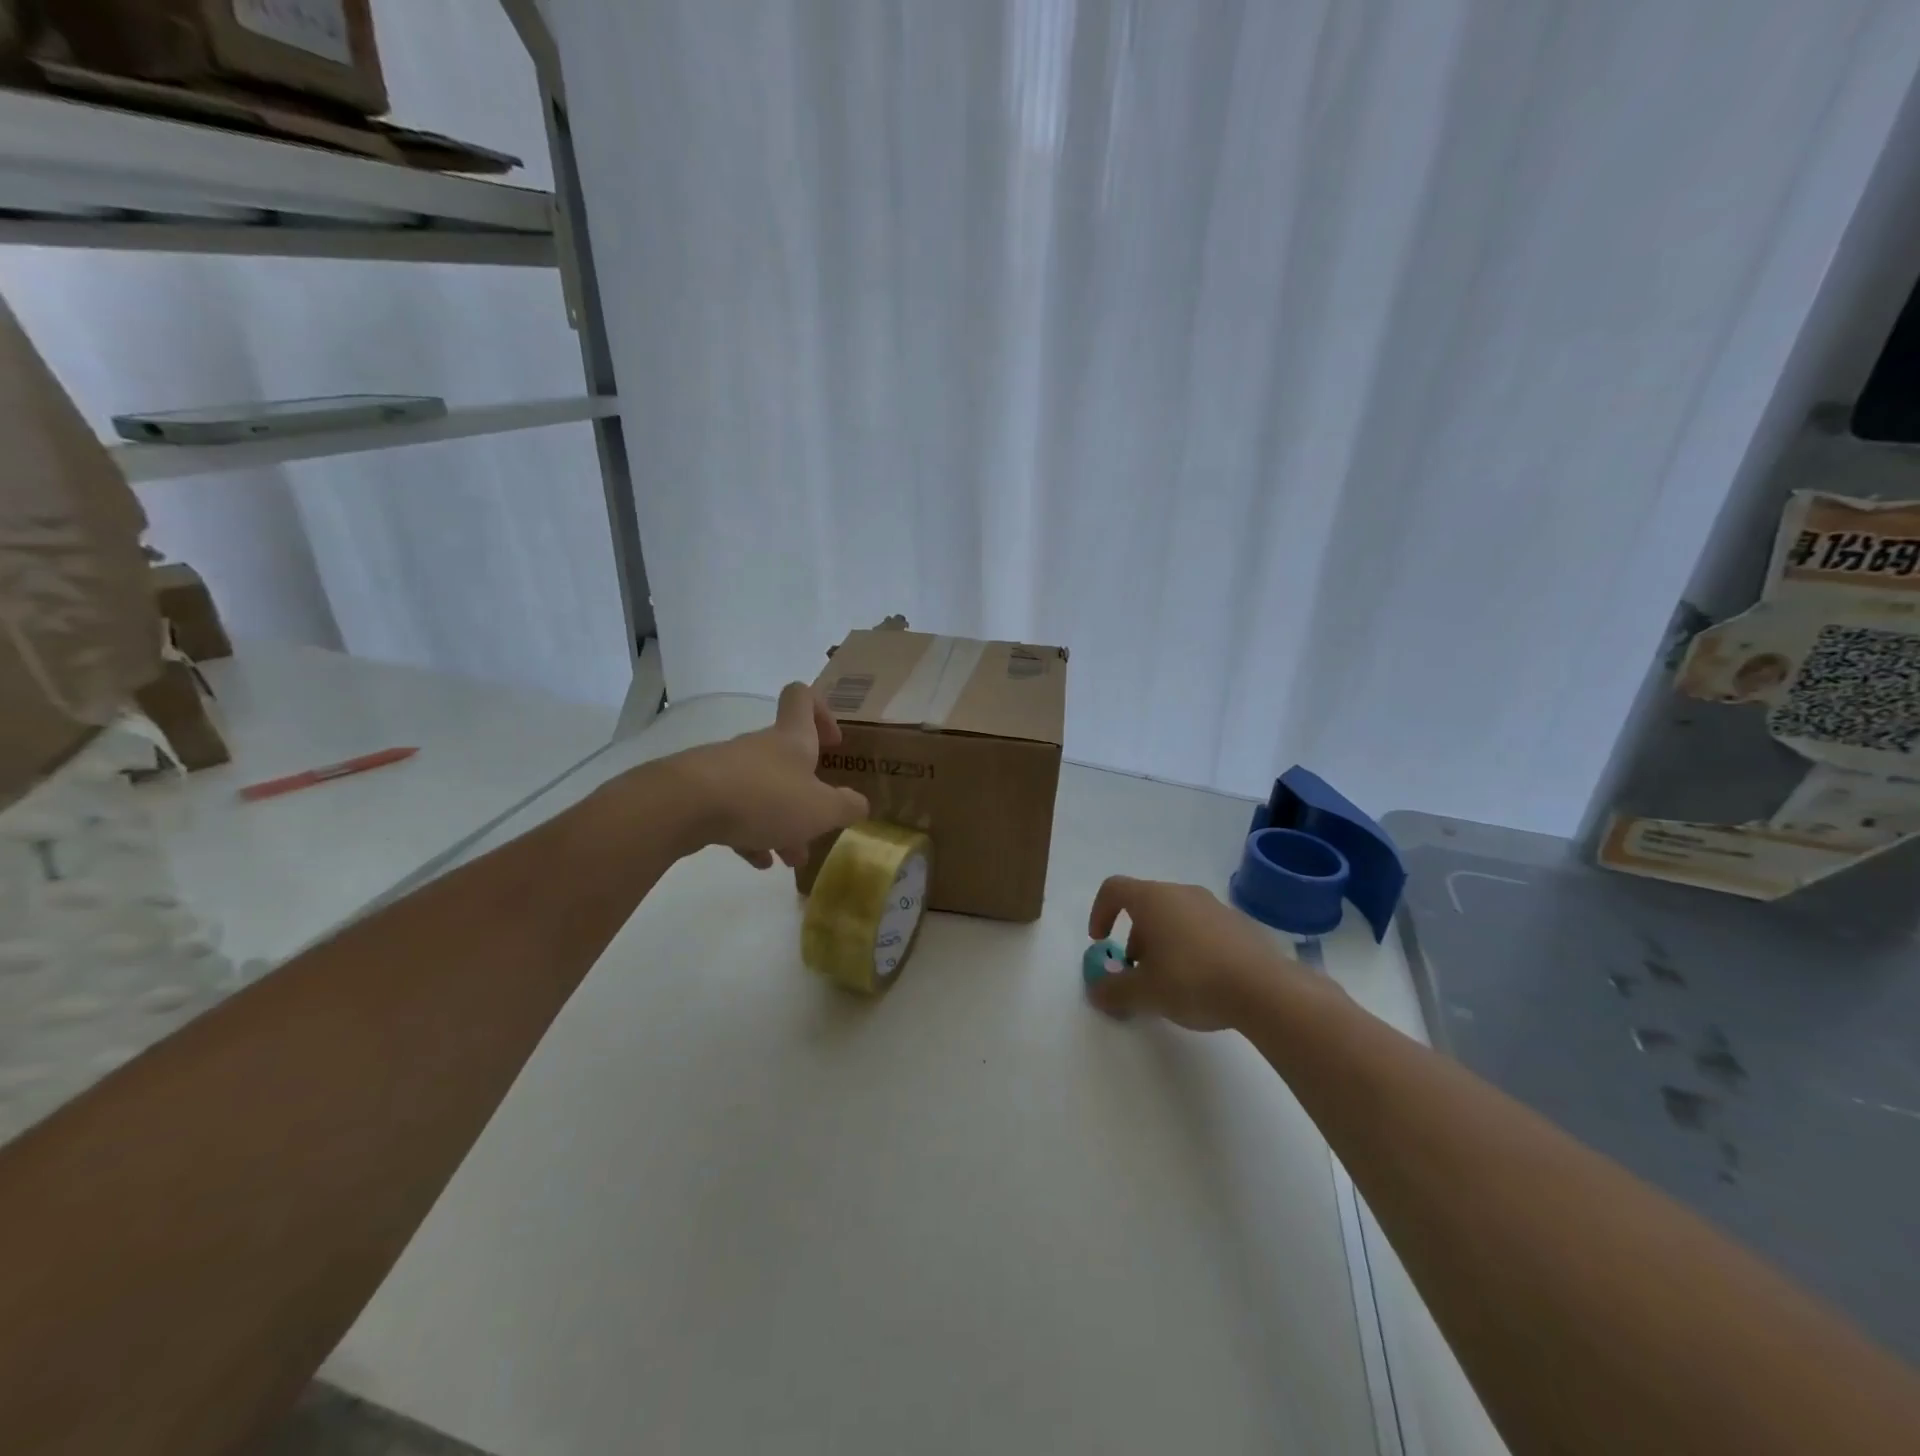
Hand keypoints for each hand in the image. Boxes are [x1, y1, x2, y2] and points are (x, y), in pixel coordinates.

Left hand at [667, 683, 869, 866]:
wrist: (683, 806)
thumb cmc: (764, 798)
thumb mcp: (821, 809)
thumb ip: (846, 807)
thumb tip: (860, 804)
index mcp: (791, 740)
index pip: (802, 698)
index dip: (821, 711)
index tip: (833, 742)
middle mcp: (760, 747)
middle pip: (788, 759)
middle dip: (807, 794)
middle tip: (818, 825)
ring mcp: (728, 769)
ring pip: (763, 791)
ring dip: (781, 822)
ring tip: (790, 858)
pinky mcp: (702, 793)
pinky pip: (735, 810)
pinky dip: (750, 833)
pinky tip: (757, 861)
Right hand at [1086, 876, 1303, 1030]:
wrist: (1265, 989)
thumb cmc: (1192, 980)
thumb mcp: (1144, 993)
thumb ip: (1114, 991)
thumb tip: (1096, 991)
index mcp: (1153, 899)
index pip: (1114, 888)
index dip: (1100, 912)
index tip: (1100, 942)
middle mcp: (1182, 893)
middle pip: (1146, 904)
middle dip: (1134, 936)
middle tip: (1136, 971)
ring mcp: (1214, 906)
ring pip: (1175, 916)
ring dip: (1162, 942)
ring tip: (1169, 981)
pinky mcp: (1238, 924)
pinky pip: (1202, 928)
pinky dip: (1190, 947)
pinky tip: (1201, 982)